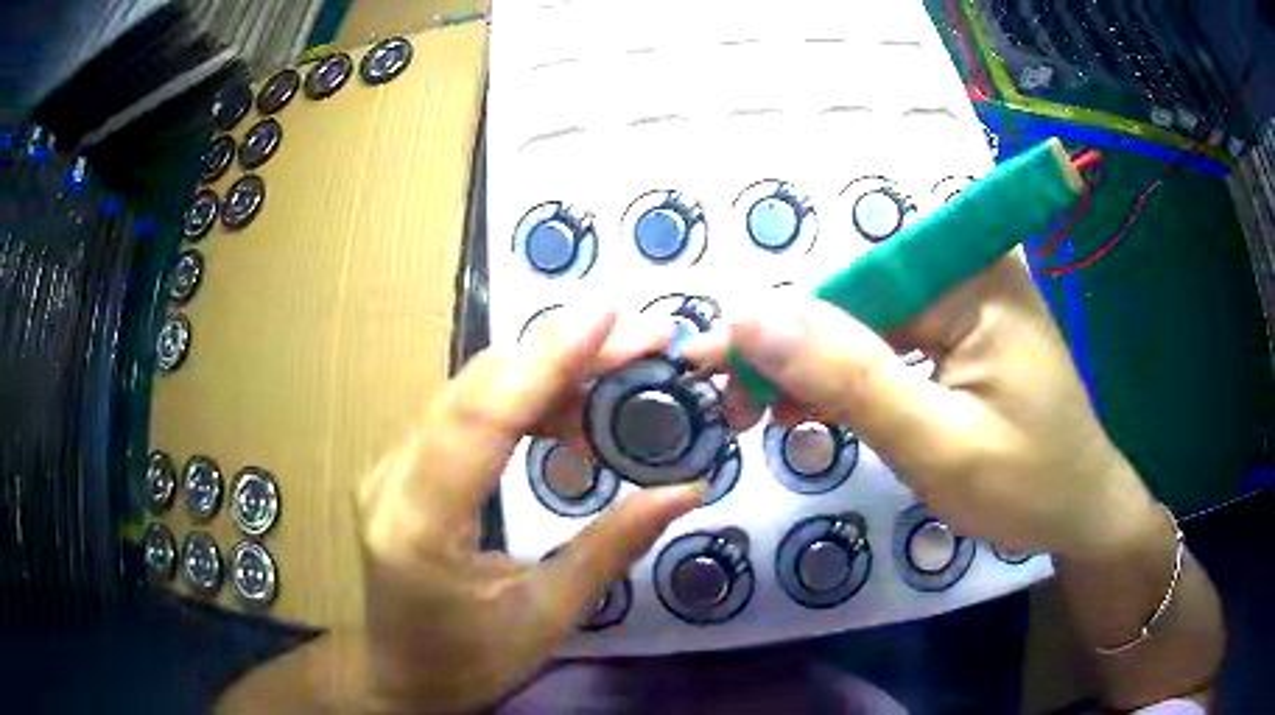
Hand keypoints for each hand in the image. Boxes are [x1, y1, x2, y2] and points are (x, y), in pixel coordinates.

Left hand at [355, 307, 701, 712]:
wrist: (400, 674)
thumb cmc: (468, 661)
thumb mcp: (546, 617)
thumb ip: (612, 547)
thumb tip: (686, 489)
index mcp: (419, 525)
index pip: (481, 417)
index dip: (547, 359)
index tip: (609, 316)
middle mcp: (392, 478)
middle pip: (476, 388)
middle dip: (562, 353)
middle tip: (640, 341)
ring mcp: (390, 466)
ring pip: (470, 390)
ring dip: (545, 372)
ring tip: (618, 375)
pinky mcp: (402, 465)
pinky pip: (465, 412)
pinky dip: (522, 399)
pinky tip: (569, 414)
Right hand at [695, 254, 1158, 560]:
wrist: (1081, 513)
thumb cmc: (1027, 486)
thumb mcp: (937, 444)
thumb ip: (850, 378)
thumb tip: (751, 315)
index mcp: (975, 273)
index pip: (855, 285)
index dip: (780, 326)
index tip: (713, 367)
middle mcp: (969, 266)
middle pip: (860, 300)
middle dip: (797, 356)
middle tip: (740, 410)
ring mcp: (967, 297)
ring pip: (868, 324)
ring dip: (819, 371)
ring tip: (772, 417)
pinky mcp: (964, 329)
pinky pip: (892, 342)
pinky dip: (853, 380)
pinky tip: (823, 410)